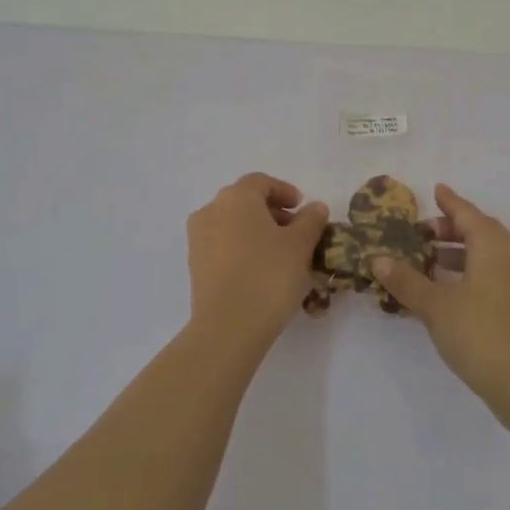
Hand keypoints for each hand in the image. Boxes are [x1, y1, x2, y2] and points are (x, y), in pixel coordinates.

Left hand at [187, 173, 329, 351]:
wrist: (227, 327)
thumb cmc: (268, 276)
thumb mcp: (300, 245)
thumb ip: (310, 220)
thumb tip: (315, 207)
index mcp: (236, 197)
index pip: (261, 182)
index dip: (284, 191)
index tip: (302, 208)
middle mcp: (211, 210)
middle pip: (244, 201)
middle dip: (271, 212)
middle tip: (295, 232)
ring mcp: (198, 238)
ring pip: (231, 223)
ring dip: (255, 231)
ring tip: (279, 253)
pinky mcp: (194, 264)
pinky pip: (222, 244)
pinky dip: (241, 247)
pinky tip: (259, 269)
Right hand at [371, 185, 509, 423]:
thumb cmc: (479, 334)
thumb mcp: (435, 306)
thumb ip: (406, 280)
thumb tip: (378, 259)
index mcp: (493, 246)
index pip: (468, 214)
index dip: (450, 202)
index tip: (436, 189)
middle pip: (482, 232)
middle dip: (453, 228)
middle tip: (424, 232)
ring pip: (490, 255)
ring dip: (461, 253)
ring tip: (431, 261)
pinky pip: (495, 275)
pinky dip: (472, 272)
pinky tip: (452, 291)